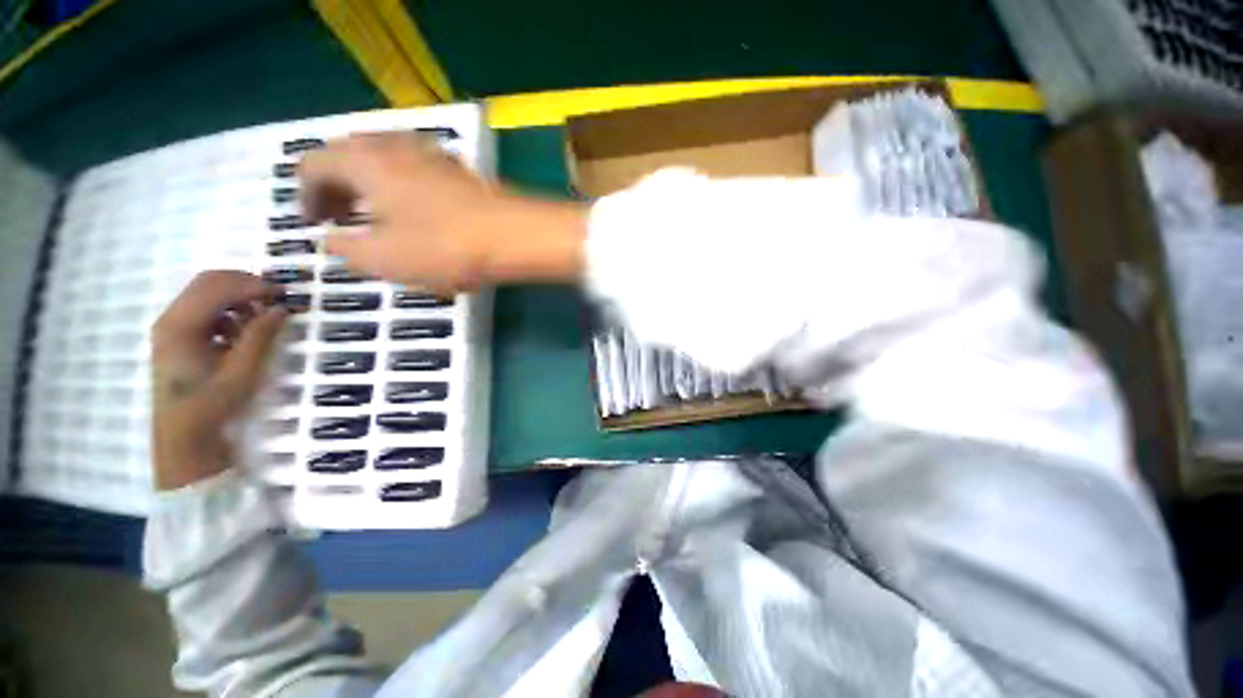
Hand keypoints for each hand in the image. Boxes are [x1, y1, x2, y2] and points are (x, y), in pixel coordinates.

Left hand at [151, 271, 286, 490]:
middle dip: (245, 285)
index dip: (253, 285)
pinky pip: (204, 309)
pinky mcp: (176, 335)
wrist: (183, 434)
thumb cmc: (211, 404)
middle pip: (208, 282)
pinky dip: (228, 310)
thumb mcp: (242, 371)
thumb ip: (260, 335)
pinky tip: (242, 329)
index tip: (284, 293)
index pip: (218, 287)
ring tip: (262, 317)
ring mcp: (171, 326)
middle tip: (276, 298)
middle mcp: (171, 318)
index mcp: (181, 326)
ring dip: (237, 298)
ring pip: (206, 293)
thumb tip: (281, 308)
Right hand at [299, 133, 586, 293]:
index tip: (314, 224)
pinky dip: (401, 188)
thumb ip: (346, 250)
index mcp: (364, 161)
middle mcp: (395, 146)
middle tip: (340, 219)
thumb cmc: (446, 247)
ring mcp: (432, 155)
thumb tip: (331, 241)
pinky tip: (415, 213)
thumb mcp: (385, 259)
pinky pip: (415, 171)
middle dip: (337, 187)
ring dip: (370, 187)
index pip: (313, 163)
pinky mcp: (459, 171)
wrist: (515, 237)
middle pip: (348, 156)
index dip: (304, 195)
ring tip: (376, 219)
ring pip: (384, 162)